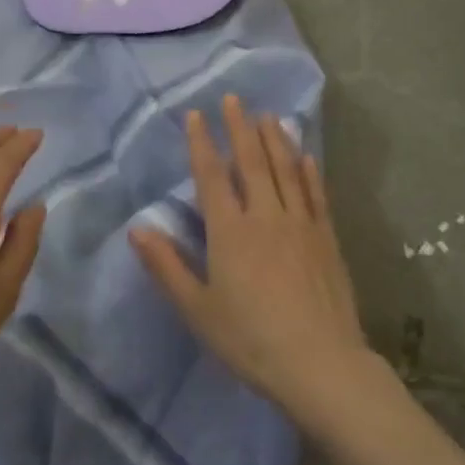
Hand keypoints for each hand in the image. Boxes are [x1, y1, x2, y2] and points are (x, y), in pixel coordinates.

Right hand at [130, 96, 373, 422]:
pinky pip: (316, 195)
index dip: (202, 143)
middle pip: (251, 162)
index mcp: (230, 231)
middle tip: (234, 99)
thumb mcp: (198, 309)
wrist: (321, 364)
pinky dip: (310, 172)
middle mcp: (266, 216)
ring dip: (275, 140)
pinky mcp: (327, 239)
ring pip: (286, 170)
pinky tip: (307, 156)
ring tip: (268, 115)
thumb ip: (166, 266)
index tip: (197, 115)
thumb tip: (137, 228)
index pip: (212, 176)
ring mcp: (301, 224)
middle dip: (240, 128)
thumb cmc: (250, 340)